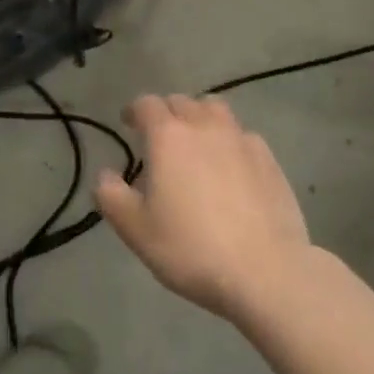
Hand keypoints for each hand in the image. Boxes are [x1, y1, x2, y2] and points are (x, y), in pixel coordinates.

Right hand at [97, 94, 313, 323]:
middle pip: (182, 102)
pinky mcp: (269, 159)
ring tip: (196, 143)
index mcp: (168, 137)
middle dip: (166, 113)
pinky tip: (230, 166)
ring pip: (216, 110)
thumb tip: (104, 175)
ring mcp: (242, 140)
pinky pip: (242, 135)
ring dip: (200, 118)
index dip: (135, 111)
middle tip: (159, 138)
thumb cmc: (191, 249)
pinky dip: (230, 141)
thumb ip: (112, 197)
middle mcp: (205, 127)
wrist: (265, 270)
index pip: (147, 104)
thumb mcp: (136, 230)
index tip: (129, 123)